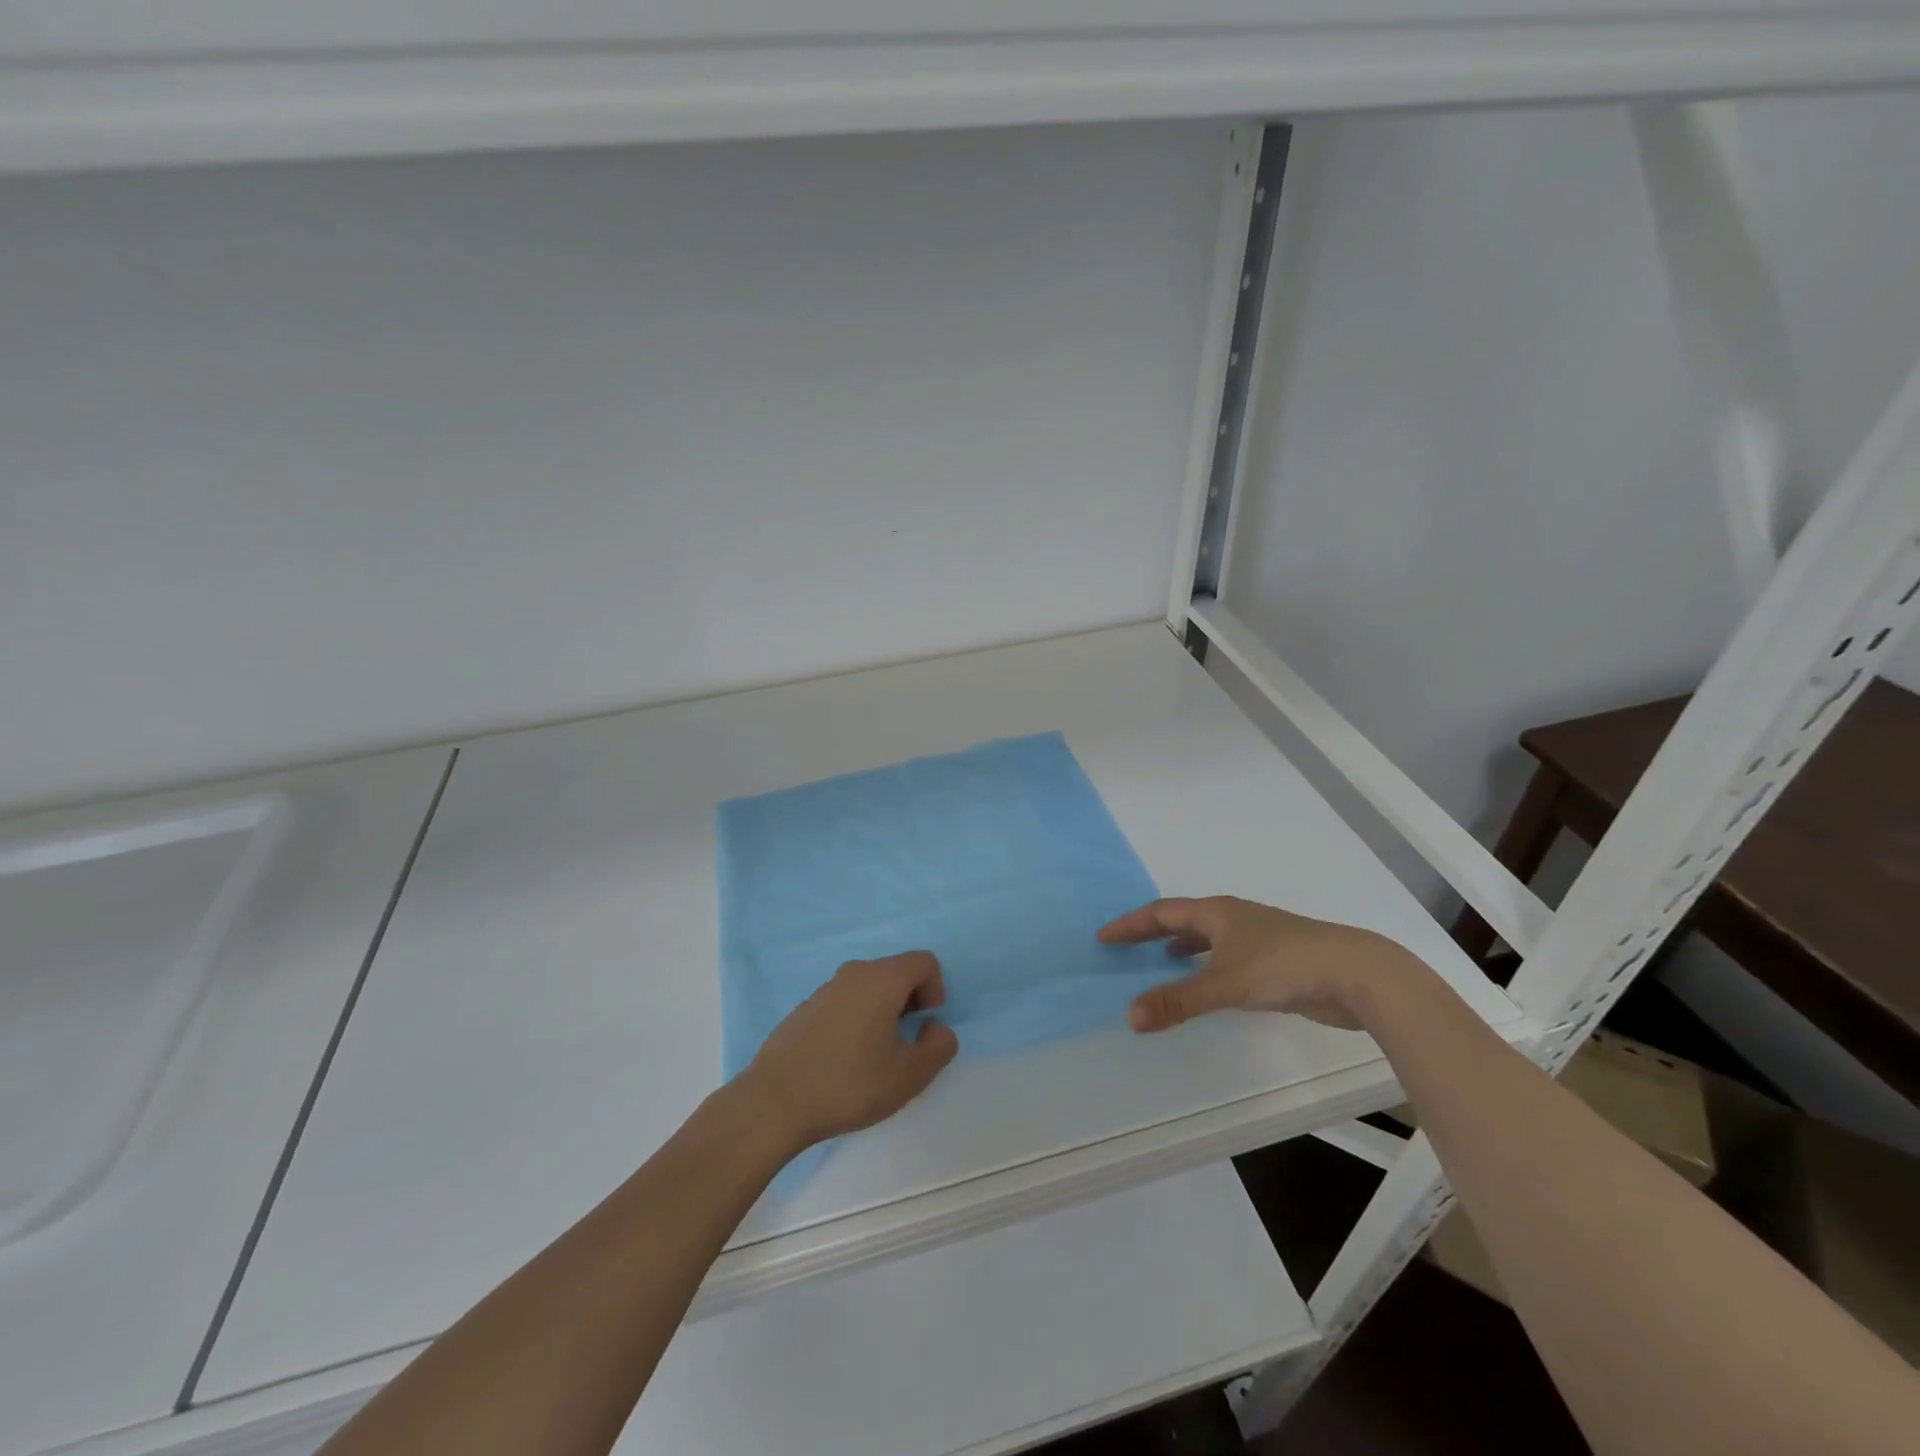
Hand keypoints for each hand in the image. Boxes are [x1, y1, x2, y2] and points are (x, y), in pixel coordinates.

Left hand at [739, 952, 958, 1151]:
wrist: (775, 1102)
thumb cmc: (849, 1084)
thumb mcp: (909, 1075)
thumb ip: (938, 1047)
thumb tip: (935, 1028)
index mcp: (881, 979)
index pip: (924, 961)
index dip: (936, 989)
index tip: (926, 1024)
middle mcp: (853, 973)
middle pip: (896, 971)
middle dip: (910, 1000)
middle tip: (905, 1042)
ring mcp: (825, 989)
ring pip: (869, 986)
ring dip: (883, 1010)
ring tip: (875, 1054)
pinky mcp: (805, 1008)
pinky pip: (845, 1001)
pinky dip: (856, 1018)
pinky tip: (844, 1059)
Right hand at [1098, 896, 1425, 1032]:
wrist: (1357, 974)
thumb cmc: (1285, 966)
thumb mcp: (1226, 984)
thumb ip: (1178, 1000)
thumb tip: (1129, 1016)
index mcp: (1217, 912)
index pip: (1161, 912)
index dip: (1131, 924)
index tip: (1103, 936)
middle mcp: (1233, 918)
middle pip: (1182, 919)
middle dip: (1152, 932)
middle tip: (1124, 946)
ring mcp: (1256, 938)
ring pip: (1207, 937)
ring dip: (1180, 947)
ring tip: (1160, 960)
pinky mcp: (1274, 960)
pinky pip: (1225, 957)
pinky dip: (1205, 966)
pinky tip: (1208, 984)